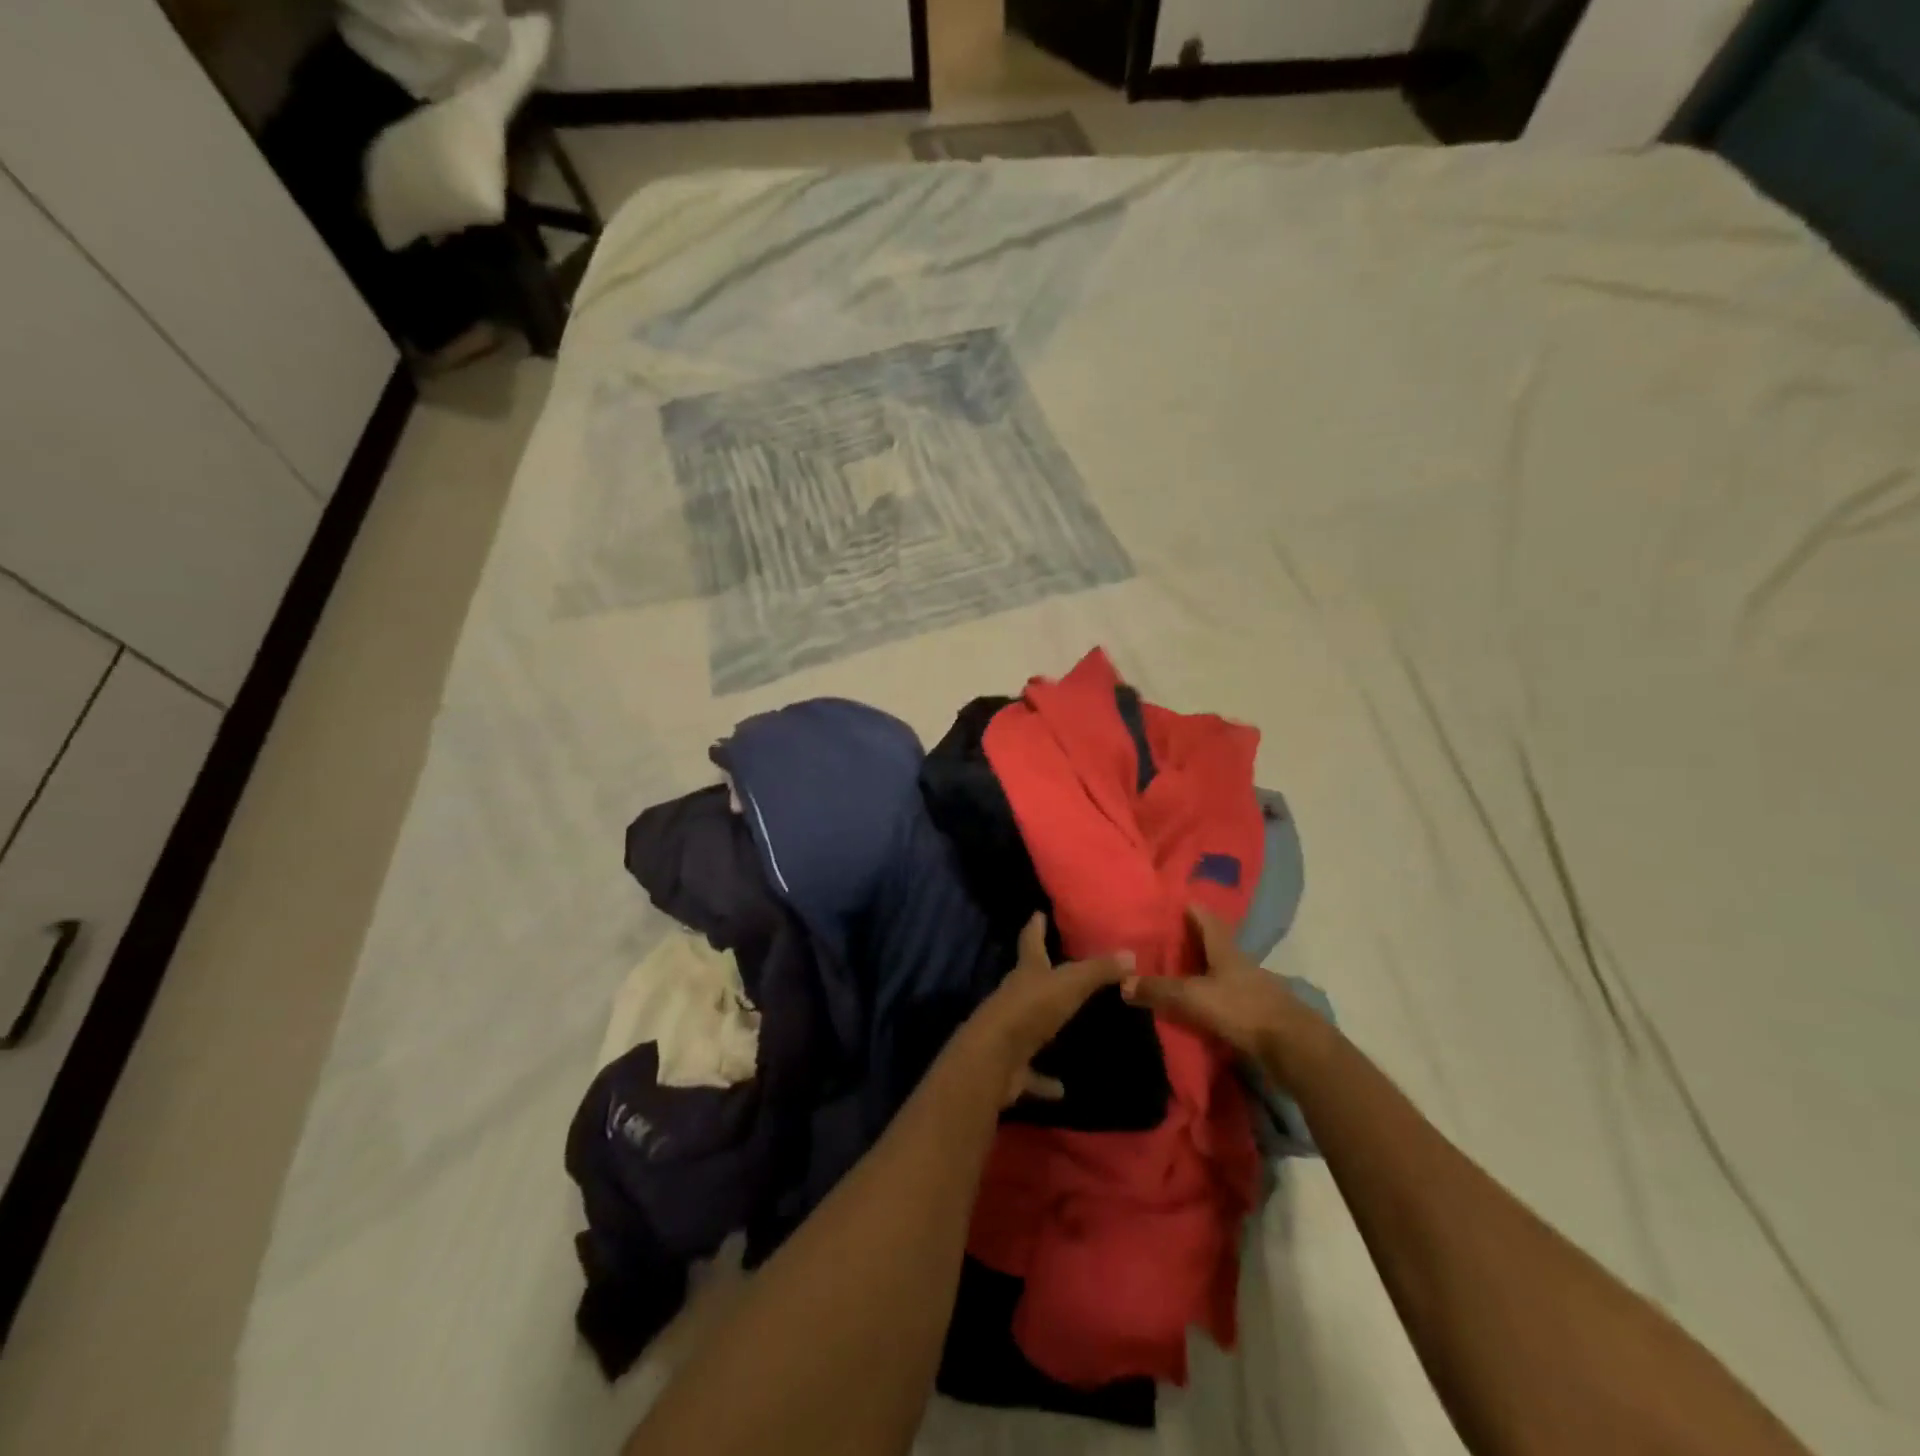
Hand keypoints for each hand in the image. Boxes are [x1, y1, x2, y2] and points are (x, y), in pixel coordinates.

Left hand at [963, 915, 1133, 1106]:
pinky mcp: (1011, 1066)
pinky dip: (1044, 1080)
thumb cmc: (1031, 1009)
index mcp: (1026, 972)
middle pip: (1027, 981)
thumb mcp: (1070, 984)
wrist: (994, 1057)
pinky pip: (1031, 1072)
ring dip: (1043, 1028)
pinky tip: (1061, 1088)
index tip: (1036, 914)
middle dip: (1039, 974)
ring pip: (1029, 1025)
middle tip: (1056, 969)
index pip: (1030, 942)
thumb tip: (1130, 955)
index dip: (1034, 927)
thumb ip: (1099, 970)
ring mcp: (1009, 1032)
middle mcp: (1014, 997)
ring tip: (1064, 1030)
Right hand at [1123, 904, 1320, 1077]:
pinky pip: (1230, 998)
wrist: (1295, 1048)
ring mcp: (1254, 988)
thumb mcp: (1193, 998)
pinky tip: (1200, 1006)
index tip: (1173, 902)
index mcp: (1225, 950)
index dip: (1191, 909)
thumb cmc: (1243, 1010)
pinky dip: (1214, 998)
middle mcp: (1241, 963)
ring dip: (1203, 971)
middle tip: (1165, 940)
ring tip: (1177, 974)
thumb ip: (1159, 990)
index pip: (1207, 919)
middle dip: (1192, 941)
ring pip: (1223, 972)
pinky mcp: (1260, 1013)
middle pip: (1215, 945)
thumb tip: (1122, 983)